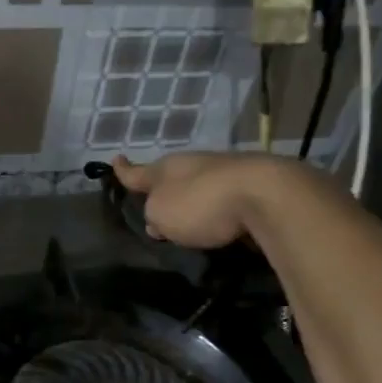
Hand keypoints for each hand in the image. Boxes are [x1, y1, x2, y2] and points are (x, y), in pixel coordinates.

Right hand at [111, 152, 303, 249]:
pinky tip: (219, 223)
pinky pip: (224, 199)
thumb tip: (159, 219)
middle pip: (172, 178)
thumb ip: (153, 215)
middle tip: (156, 208)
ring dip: (193, 201)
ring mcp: (226, 173)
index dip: (124, 170)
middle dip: (163, 191)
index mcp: (168, 168)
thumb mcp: (160, 213)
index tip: (116, 160)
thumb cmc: (201, 204)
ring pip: (200, 187)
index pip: (138, 171)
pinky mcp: (252, 188)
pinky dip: (217, 208)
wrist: (266, 196)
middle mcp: (196, 165)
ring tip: (188, 220)